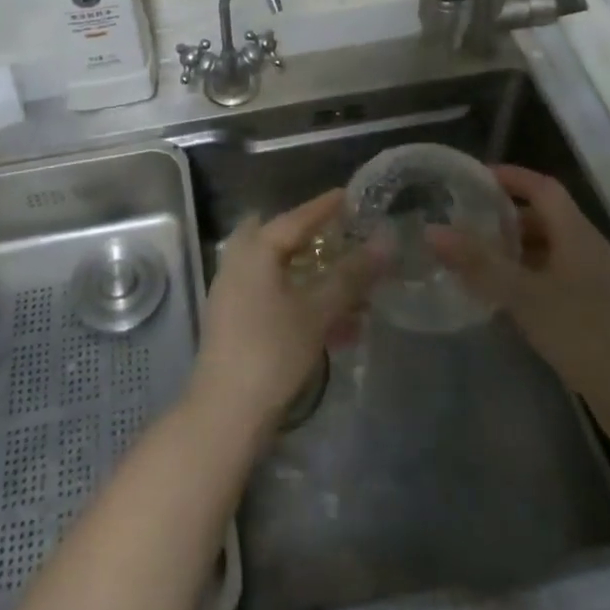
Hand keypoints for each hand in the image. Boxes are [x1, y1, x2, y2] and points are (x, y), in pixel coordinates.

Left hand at [189, 190, 375, 434]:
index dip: (326, 207)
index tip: (352, 196)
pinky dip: (303, 301)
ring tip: (353, 292)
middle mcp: (239, 262)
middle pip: (281, 239)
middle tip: (344, 239)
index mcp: (255, 250)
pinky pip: (274, 298)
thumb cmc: (271, 351)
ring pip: (280, 271)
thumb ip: (351, 275)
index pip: (296, 218)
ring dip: (314, 277)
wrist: (225, 413)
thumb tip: (385, 240)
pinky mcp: (236, 322)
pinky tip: (336, 327)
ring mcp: (233, 293)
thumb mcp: (317, 311)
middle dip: (314, 239)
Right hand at [427, 164, 609, 439]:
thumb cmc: (589, 337)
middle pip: (545, 218)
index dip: (510, 176)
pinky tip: (504, 299)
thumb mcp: (526, 297)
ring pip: (549, 251)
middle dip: (505, 216)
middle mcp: (589, 251)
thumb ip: (479, 264)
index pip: (543, 187)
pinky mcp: (597, 315)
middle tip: (464, 221)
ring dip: (514, 250)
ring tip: (474, 259)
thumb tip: (431, 229)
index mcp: (578, 235)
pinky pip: (555, 280)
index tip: (472, 177)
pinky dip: (527, 278)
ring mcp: (596, 285)